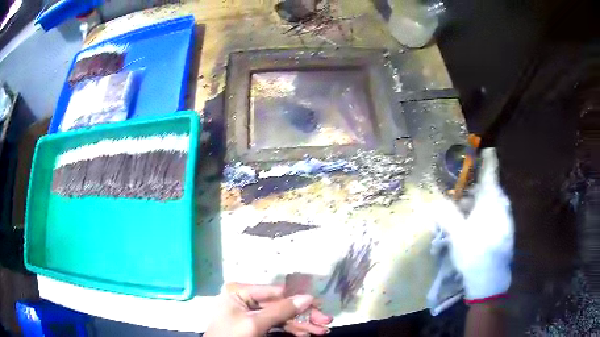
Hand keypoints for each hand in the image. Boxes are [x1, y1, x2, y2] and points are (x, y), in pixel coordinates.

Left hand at [204, 283, 332, 336]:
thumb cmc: (231, 335)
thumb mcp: (255, 324)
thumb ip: (280, 310)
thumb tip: (308, 297)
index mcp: (240, 291)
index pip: (276, 293)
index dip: (299, 301)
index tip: (320, 309)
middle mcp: (246, 298)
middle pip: (281, 305)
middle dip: (304, 315)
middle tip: (325, 322)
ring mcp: (251, 312)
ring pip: (282, 316)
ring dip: (302, 324)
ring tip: (321, 331)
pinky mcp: (255, 324)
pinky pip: (277, 324)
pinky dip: (291, 329)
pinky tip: (305, 334)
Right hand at [435, 148, 513, 300]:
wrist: (491, 280)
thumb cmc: (474, 253)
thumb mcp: (456, 234)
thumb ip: (446, 213)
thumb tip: (432, 198)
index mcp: (491, 200)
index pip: (491, 171)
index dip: (487, 158)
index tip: (486, 147)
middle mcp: (502, 204)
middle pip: (489, 188)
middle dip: (474, 189)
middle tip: (460, 199)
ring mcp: (506, 217)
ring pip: (492, 201)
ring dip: (479, 203)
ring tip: (465, 216)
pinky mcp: (507, 229)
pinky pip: (496, 212)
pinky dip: (485, 213)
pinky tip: (476, 227)